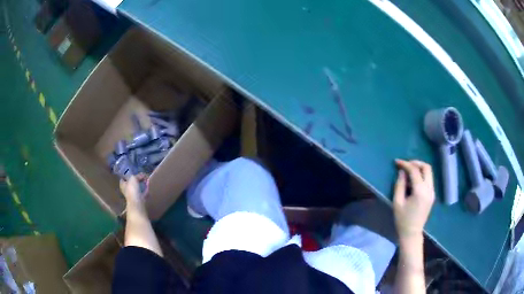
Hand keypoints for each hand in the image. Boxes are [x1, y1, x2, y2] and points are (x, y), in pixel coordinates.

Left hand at [120, 174, 147, 204]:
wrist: (137, 203)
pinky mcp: (139, 199)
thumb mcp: (133, 178)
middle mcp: (127, 190)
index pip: (123, 178)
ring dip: (142, 184)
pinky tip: (149, 185)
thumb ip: (138, 175)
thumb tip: (143, 175)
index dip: (127, 175)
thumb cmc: (132, 190)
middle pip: (131, 183)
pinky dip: (146, 189)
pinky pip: (143, 192)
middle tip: (142, 176)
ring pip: (137, 188)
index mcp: (123, 185)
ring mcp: (133, 195)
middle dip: (136, 180)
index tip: (132, 172)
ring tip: (146, 180)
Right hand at [393, 159, 434, 239]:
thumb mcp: (397, 202)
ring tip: (409, 171)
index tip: (397, 162)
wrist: (411, 233)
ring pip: (429, 172)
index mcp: (420, 191)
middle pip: (426, 167)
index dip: (405, 164)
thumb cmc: (402, 220)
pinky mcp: (432, 195)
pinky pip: (429, 179)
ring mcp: (432, 192)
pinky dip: (422, 175)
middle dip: (416, 163)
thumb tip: (402, 172)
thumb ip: (400, 185)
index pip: (414, 171)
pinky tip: (413, 180)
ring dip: (419, 168)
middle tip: (406, 164)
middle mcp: (429, 189)